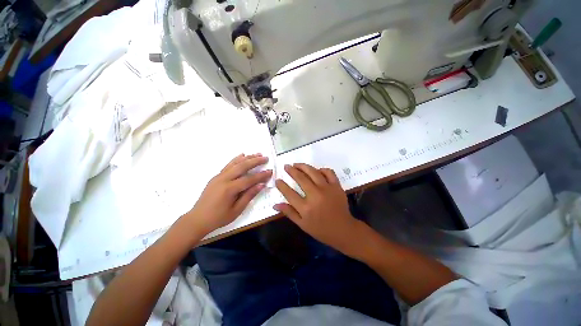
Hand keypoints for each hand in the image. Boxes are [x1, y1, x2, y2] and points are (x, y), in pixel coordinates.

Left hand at [186, 154, 271, 234]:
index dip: (261, 175)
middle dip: (255, 161)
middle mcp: (224, 179)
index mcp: (229, 189)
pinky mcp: (216, 176)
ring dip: (247, 158)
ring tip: (257, 154)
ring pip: (235, 163)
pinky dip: (236, 159)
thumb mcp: (236, 210)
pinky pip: (228, 165)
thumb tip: (261, 185)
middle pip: (242, 166)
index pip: (249, 179)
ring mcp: (218, 176)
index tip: (270, 171)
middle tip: (265, 158)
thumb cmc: (218, 218)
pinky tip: (242, 155)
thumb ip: (249, 196)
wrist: (197, 219)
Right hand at [273, 163, 361, 253]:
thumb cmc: (321, 229)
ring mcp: (327, 189)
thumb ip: (289, 213)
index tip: (277, 180)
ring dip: (303, 166)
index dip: (281, 185)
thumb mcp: (302, 224)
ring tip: (296, 164)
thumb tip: (275, 204)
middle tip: (286, 166)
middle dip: (291, 170)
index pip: (289, 193)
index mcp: (305, 207)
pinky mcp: (336, 186)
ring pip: (313, 172)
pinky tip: (316, 170)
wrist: (343, 230)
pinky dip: (321, 169)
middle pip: (300, 178)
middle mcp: (315, 195)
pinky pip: (329, 172)